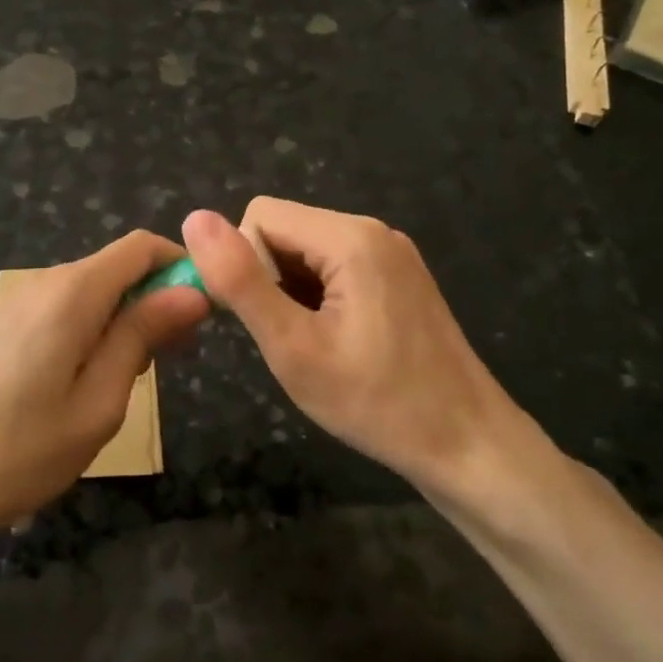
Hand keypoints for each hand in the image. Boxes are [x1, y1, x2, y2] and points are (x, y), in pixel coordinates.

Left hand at [0, 231, 210, 540]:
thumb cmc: (19, 450)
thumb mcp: (99, 401)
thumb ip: (143, 336)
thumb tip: (191, 290)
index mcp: (72, 292)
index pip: (140, 247)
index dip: (179, 268)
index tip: (204, 316)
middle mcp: (44, 283)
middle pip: (116, 268)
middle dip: (155, 301)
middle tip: (174, 362)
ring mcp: (17, 305)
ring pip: (92, 293)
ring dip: (125, 323)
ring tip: (129, 384)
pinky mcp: (2, 329)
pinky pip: (64, 313)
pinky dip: (93, 333)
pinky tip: (87, 385)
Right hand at [181, 199, 543, 496]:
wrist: (468, 445)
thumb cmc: (376, 403)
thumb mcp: (293, 347)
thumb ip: (241, 281)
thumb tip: (195, 218)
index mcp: (350, 237)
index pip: (260, 216)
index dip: (244, 266)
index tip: (264, 322)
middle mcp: (374, 230)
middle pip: (286, 230)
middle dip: (270, 280)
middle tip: (292, 342)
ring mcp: (393, 253)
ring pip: (307, 252)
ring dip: (294, 293)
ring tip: (317, 347)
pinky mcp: (401, 276)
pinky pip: (337, 267)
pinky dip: (320, 298)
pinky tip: (340, 342)